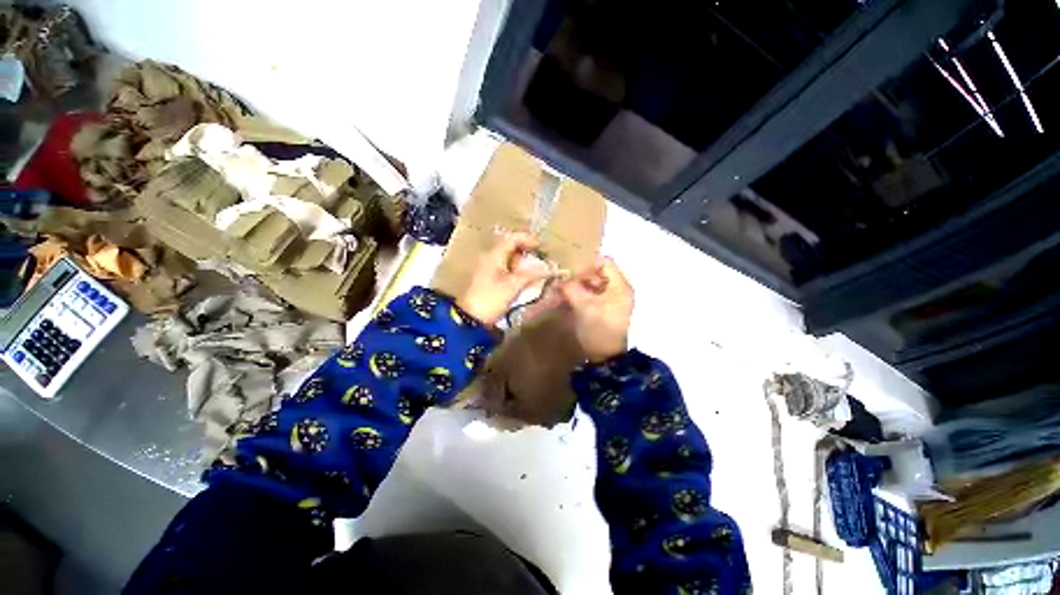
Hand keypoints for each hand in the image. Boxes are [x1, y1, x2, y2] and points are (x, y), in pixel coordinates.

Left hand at [457, 231, 550, 325]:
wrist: (472, 319)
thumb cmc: (491, 299)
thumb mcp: (512, 286)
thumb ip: (530, 275)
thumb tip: (547, 268)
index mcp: (494, 256)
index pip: (511, 239)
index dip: (527, 239)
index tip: (541, 246)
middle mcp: (491, 259)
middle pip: (511, 248)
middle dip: (527, 252)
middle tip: (541, 260)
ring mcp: (489, 270)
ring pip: (509, 260)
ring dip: (523, 263)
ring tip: (536, 271)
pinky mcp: (490, 281)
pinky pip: (507, 270)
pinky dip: (518, 272)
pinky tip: (526, 280)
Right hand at [560, 257, 633, 362]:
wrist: (606, 357)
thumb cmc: (599, 329)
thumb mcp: (583, 307)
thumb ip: (571, 289)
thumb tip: (560, 279)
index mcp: (620, 286)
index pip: (605, 262)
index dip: (587, 263)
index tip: (570, 270)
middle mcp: (620, 289)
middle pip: (599, 272)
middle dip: (580, 274)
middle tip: (563, 279)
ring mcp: (614, 299)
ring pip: (595, 283)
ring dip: (580, 284)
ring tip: (563, 288)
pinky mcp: (607, 308)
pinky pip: (594, 294)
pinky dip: (582, 293)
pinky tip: (569, 297)